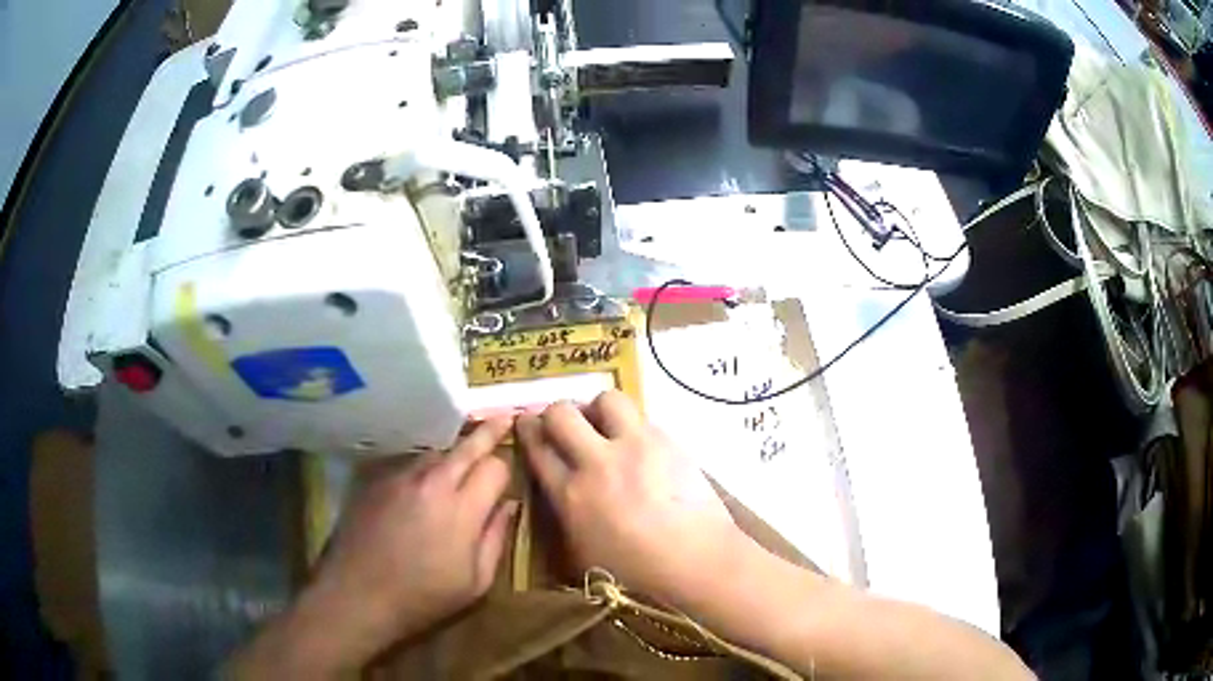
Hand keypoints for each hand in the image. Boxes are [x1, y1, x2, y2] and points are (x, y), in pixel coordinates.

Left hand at [241, 418, 516, 674]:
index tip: (505, 480)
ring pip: (437, 451)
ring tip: (459, 463)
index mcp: (462, 509)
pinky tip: (422, 486)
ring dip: (453, 454)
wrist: (357, 595)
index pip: (495, 466)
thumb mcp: (475, 583)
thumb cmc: (423, 598)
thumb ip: (496, 538)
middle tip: (503, 417)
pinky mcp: (375, 480)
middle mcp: (432, 482)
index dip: (504, 470)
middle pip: (467, 445)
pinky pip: (409, 463)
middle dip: (489, 432)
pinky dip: (424, 468)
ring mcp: (399, 477)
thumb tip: (509, 505)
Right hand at [517, 391, 746, 603]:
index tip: (526, 423)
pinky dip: (632, 425)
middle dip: (555, 413)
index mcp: (572, 495)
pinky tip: (639, 445)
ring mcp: (635, 446)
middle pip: (562, 414)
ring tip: (605, 426)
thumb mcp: (583, 551)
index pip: (538, 449)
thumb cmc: (637, 570)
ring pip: (605, 400)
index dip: (527, 431)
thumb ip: (565, 512)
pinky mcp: (666, 440)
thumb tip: (560, 486)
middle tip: (563, 424)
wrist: (696, 558)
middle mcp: (598, 462)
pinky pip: (641, 417)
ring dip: (598, 410)